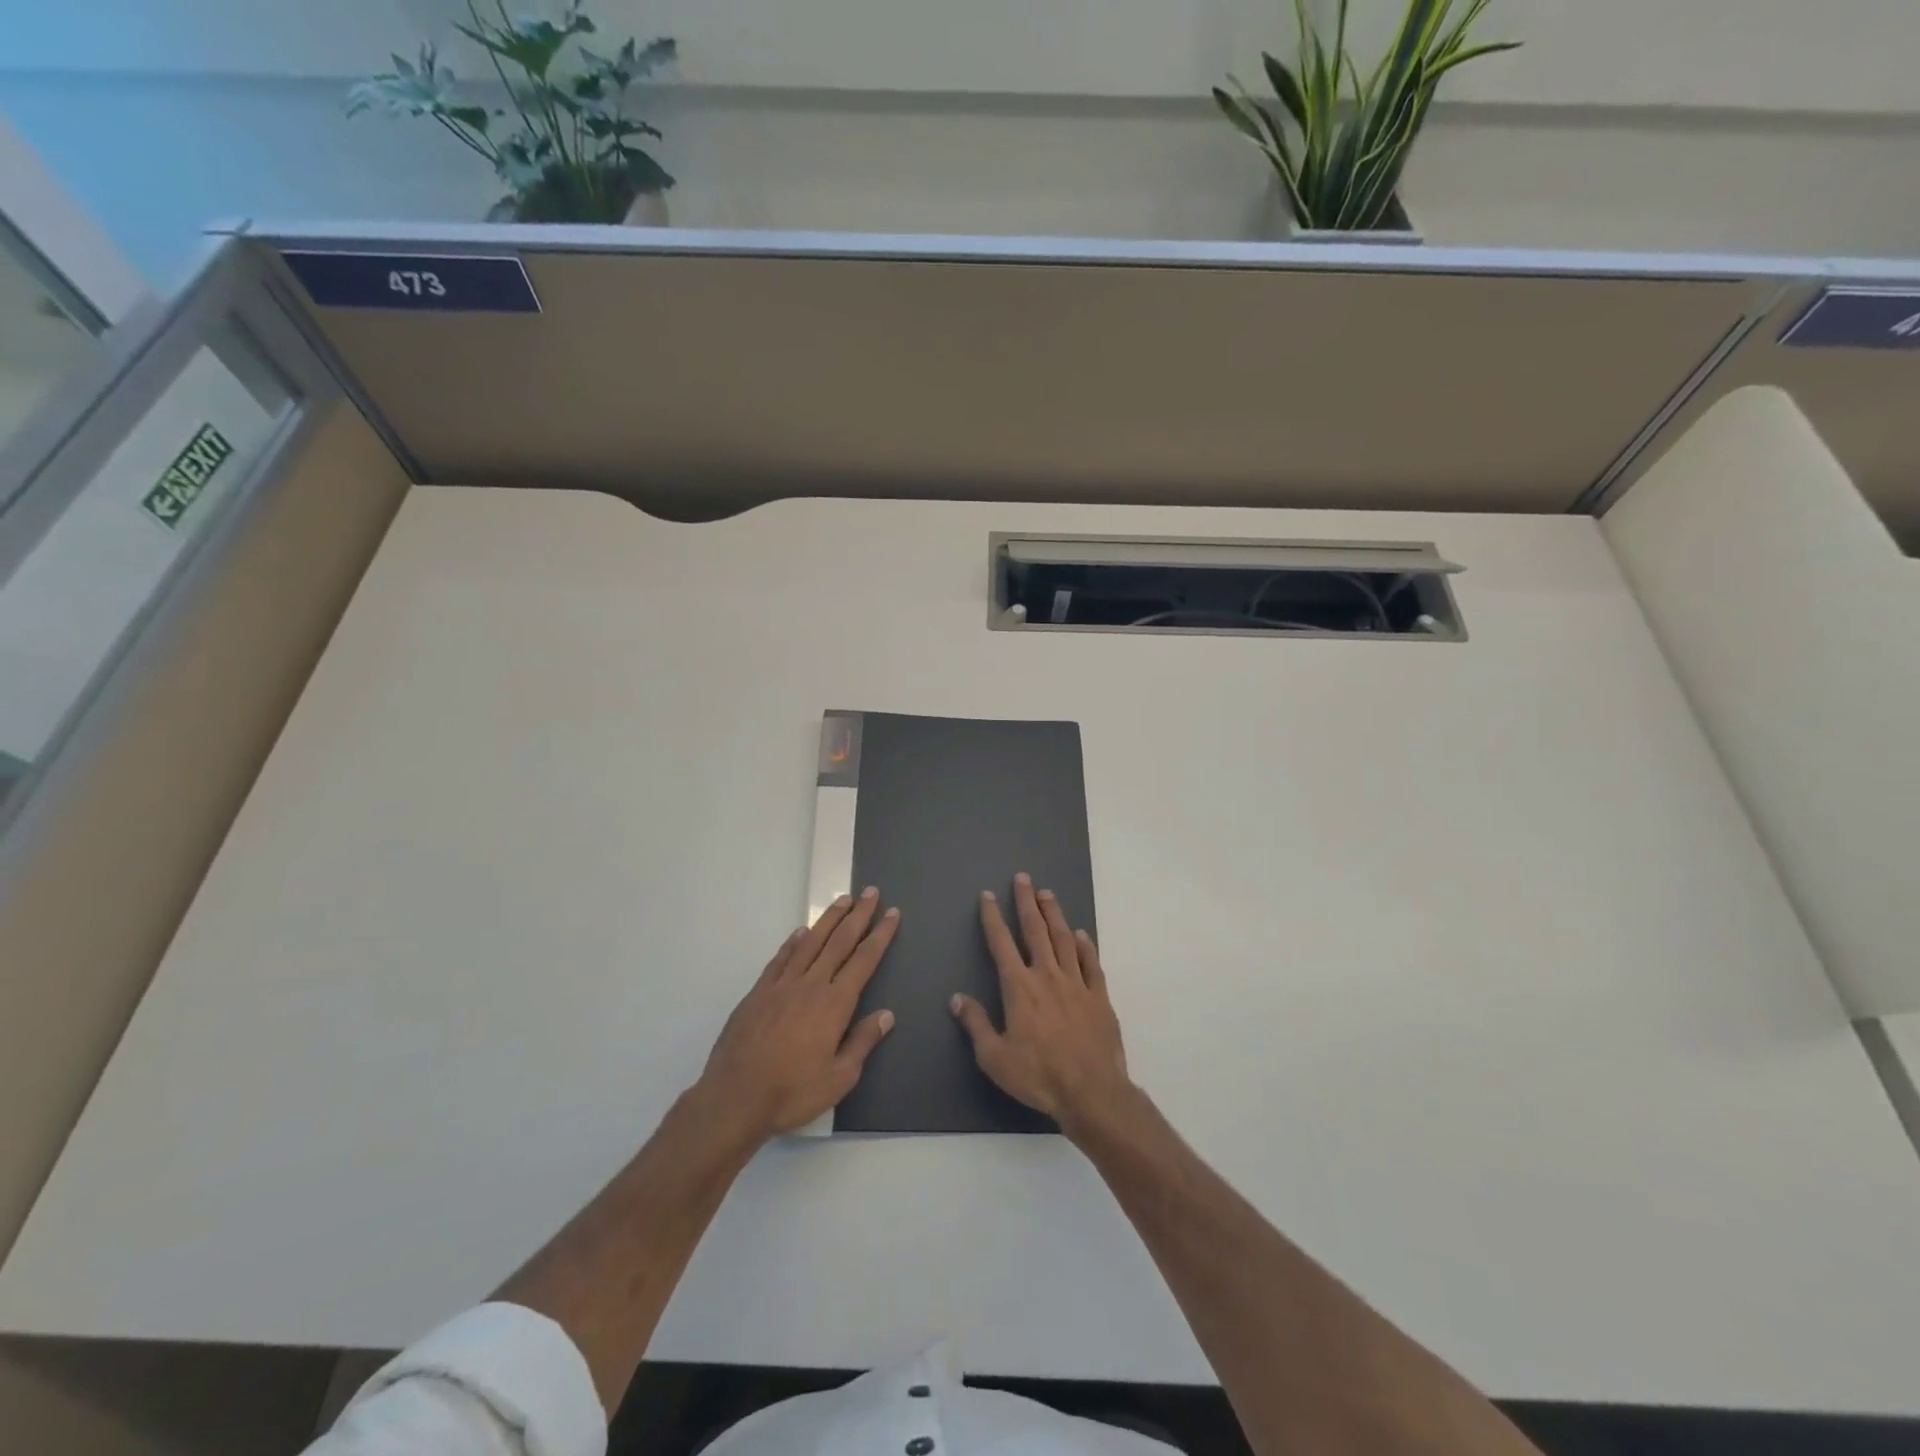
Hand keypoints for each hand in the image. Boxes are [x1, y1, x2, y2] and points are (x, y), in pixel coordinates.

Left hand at [696, 889, 899, 1142]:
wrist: (735, 1098)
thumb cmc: (792, 1092)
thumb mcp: (839, 1078)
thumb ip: (863, 1042)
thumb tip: (886, 1014)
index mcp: (834, 1004)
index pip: (864, 960)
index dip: (880, 935)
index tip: (892, 913)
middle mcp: (810, 985)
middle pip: (839, 942)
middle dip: (858, 915)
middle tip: (871, 892)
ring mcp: (781, 985)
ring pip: (810, 942)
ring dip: (829, 919)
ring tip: (843, 900)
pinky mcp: (758, 993)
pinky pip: (781, 958)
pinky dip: (793, 941)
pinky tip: (801, 932)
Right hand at [951, 872, 1131, 1132]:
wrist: (1091, 1091)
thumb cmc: (1038, 1076)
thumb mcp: (994, 1057)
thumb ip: (976, 1024)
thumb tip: (957, 999)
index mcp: (1019, 987)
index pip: (1001, 943)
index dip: (992, 917)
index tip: (987, 896)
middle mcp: (1047, 976)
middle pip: (1035, 930)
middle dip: (1027, 902)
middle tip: (1023, 878)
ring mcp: (1077, 984)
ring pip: (1064, 939)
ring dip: (1054, 915)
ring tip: (1048, 894)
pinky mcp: (1099, 997)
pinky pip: (1091, 964)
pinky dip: (1085, 946)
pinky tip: (1081, 935)